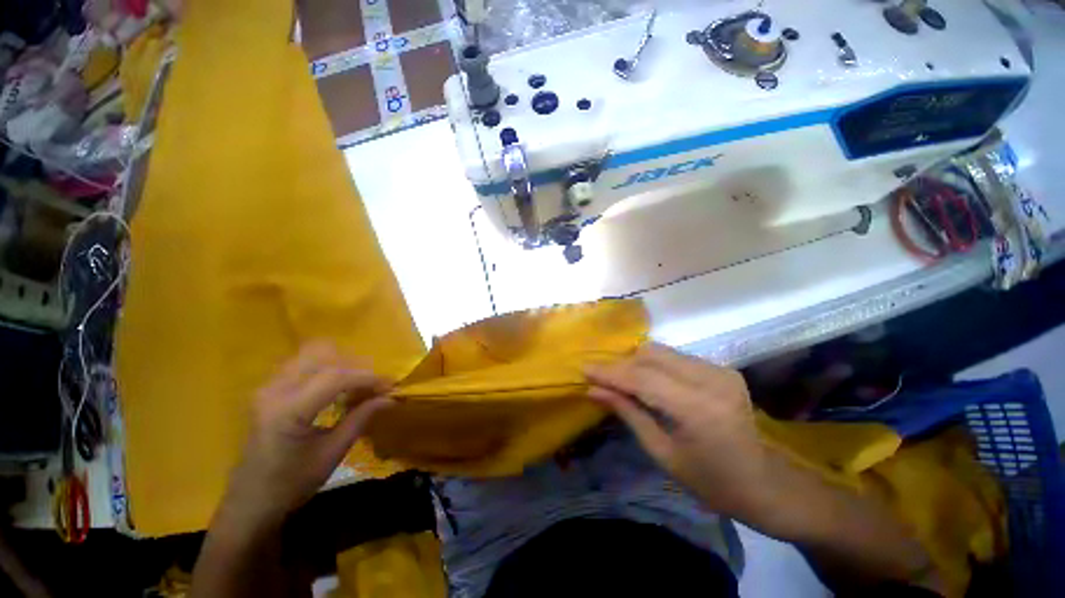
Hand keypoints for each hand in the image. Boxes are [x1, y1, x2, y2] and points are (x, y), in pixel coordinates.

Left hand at [224, 342, 393, 526]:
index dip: (367, 377)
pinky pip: (302, 365)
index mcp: (288, 411)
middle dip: (353, 366)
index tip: (390, 385)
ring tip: (356, 385)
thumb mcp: (332, 454)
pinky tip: (336, 388)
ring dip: (339, 365)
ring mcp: (268, 388)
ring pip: (311, 355)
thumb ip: (361, 419)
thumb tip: (390, 397)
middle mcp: (274, 391)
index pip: (336, 377)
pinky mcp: (268, 390)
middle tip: (372, 385)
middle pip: (322, 356)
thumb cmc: (292, 483)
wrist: (250, 502)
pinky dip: (326, 369)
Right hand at [585, 344, 769, 517]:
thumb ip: (627, 413)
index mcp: (697, 409)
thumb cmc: (710, 481)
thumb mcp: (662, 453)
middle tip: (601, 377)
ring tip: (622, 380)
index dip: (610, 372)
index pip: (642, 378)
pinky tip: (649, 382)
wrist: (765, 483)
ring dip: (636, 363)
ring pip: (662, 351)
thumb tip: (593, 390)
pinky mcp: (722, 368)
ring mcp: (720, 370)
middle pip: (651, 356)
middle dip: (621, 365)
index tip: (584, 368)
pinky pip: (675, 357)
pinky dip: (655, 365)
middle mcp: (711, 380)